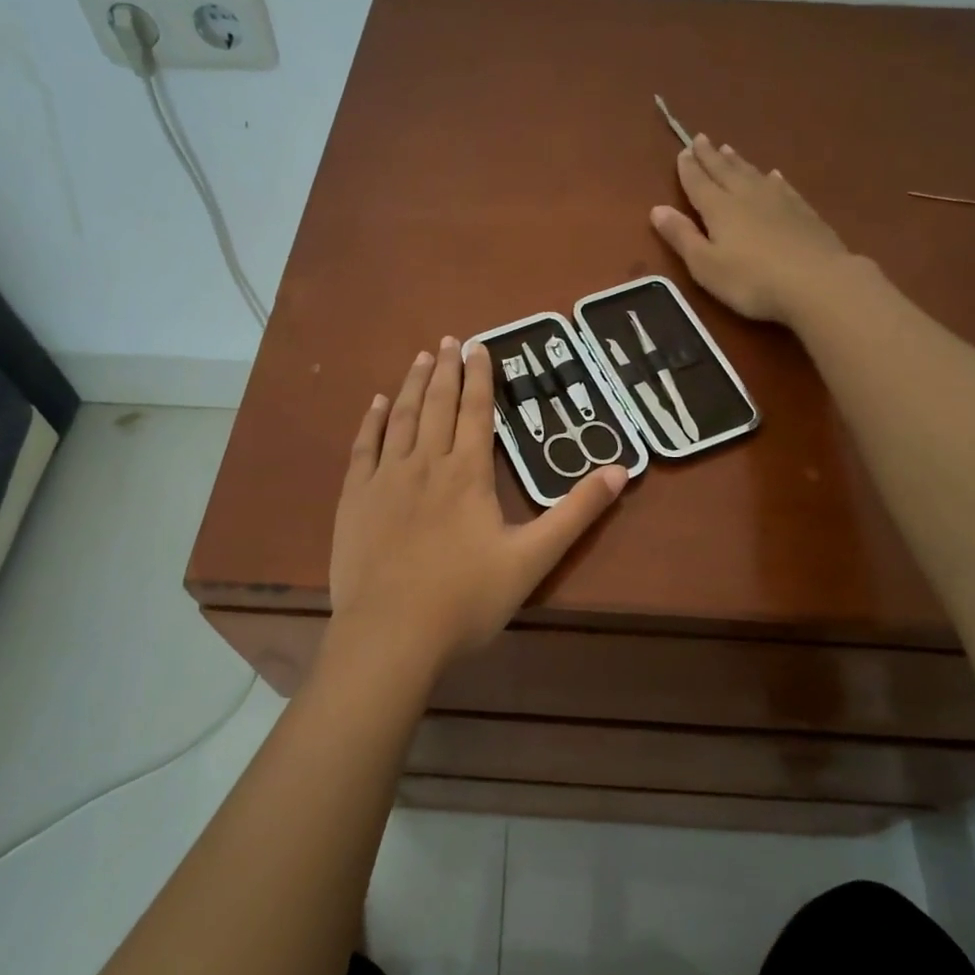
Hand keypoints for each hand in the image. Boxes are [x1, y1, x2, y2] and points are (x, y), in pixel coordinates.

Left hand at [329, 337, 627, 670]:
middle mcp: (425, 463)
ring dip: (413, 385)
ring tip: (421, 358)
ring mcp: (385, 479)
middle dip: (447, 370)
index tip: (480, 345)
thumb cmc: (466, 599)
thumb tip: (620, 470)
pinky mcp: (355, 499)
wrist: (391, 635)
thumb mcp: (533, 559)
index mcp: (467, 474)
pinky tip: (377, 403)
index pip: (476, 412)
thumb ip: (576, 513)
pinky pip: (363, 447)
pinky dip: (371, 421)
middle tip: (450, 340)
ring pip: (401, 418)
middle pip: (438, 405)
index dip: (480, 377)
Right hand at [651, 134, 858, 325]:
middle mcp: (747, 196)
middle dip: (710, 156)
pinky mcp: (803, 211)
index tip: (682, 152)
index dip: (688, 169)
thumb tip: (657, 209)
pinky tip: (772, 175)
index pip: (698, 183)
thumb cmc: (752, 280)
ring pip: (752, 174)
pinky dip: (771, 178)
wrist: (817, 281)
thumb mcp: (705, 265)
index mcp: (719, 209)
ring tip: (728, 149)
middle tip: (701, 138)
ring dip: (738, 162)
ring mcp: (779, 201)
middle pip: (725, 171)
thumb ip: (682, 236)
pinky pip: (781, 186)